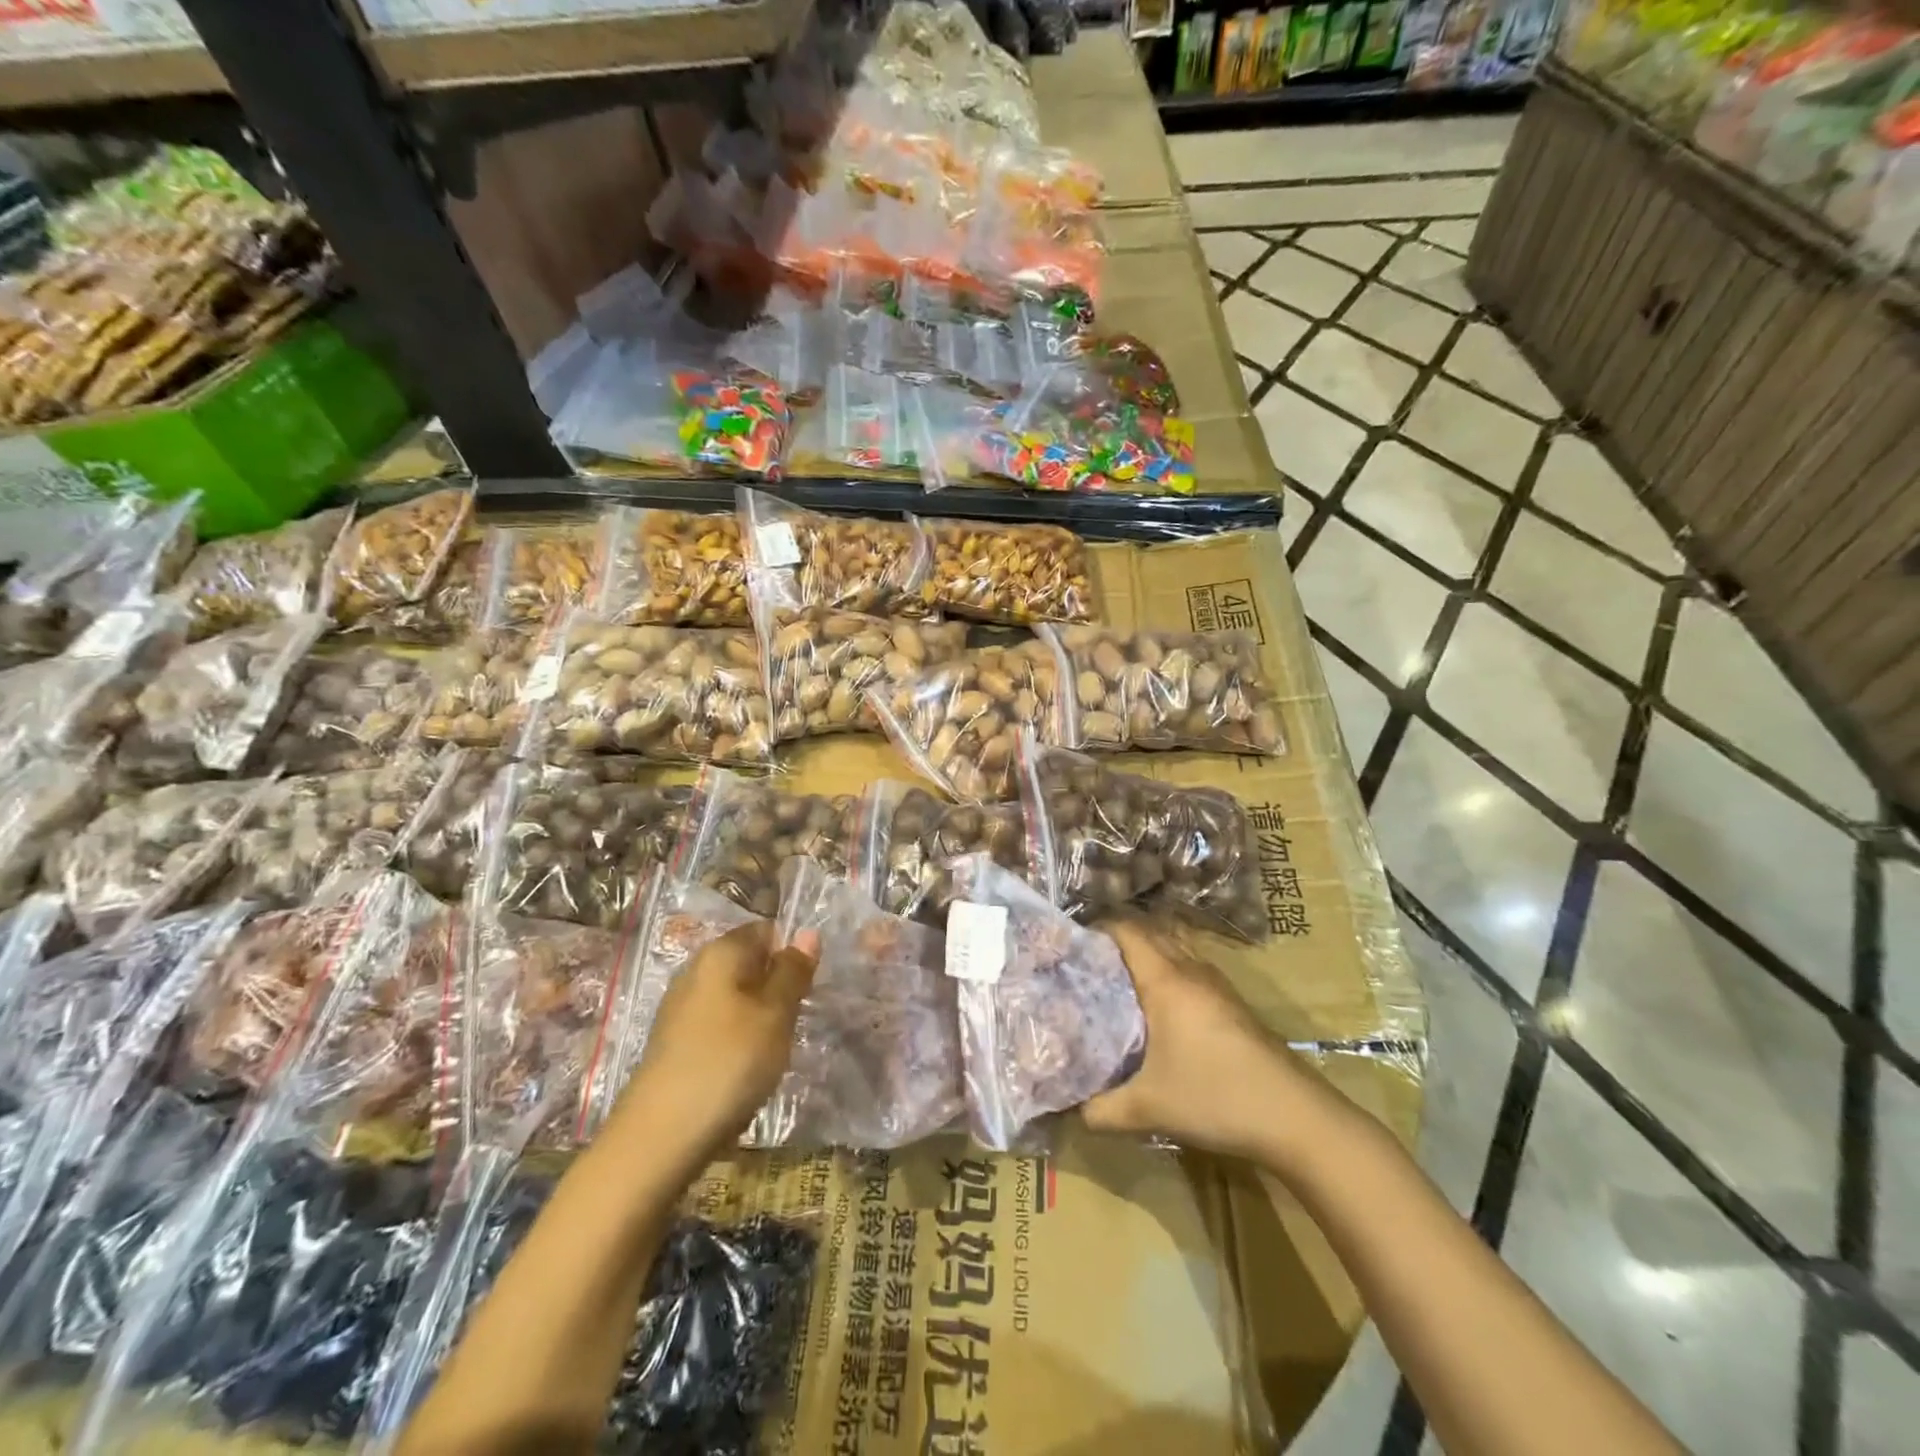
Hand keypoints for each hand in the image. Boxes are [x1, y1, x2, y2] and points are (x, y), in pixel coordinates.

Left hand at [617, 921, 818, 1166]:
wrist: (659, 1137)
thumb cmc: (728, 1062)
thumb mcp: (775, 1014)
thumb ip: (793, 972)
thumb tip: (808, 932)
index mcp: (720, 952)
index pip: (765, 930)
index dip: (791, 952)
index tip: (809, 986)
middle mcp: (695, 970)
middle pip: (749, 964)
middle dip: (776, 987)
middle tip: (797, 1020)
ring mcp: (681, 1008)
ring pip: (735, 998)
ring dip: (759, 1017)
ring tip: (774, 1049)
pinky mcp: (675, 1044)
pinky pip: (719, 1026)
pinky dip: (737, 1041)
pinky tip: (745, 1070)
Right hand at [1082, 919, 1313, 1158]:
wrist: (1295, 1116)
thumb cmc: (1215, 1097)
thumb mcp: (1148, 1109)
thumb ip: (1100, 1110)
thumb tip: (1072, 1111)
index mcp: (1166, 980)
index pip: (1127, 930)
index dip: (1098, 929)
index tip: (1072, 946)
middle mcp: (1191, 971)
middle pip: (1150, 933)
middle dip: (1118, 941)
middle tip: (1089, 965)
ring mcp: (1217, 985)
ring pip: (1174, 950)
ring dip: (1148, 956)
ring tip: (1119, 983)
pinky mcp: (1234, 1004)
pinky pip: (1191, 970)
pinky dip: (1169, 974)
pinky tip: (1160, 1010)